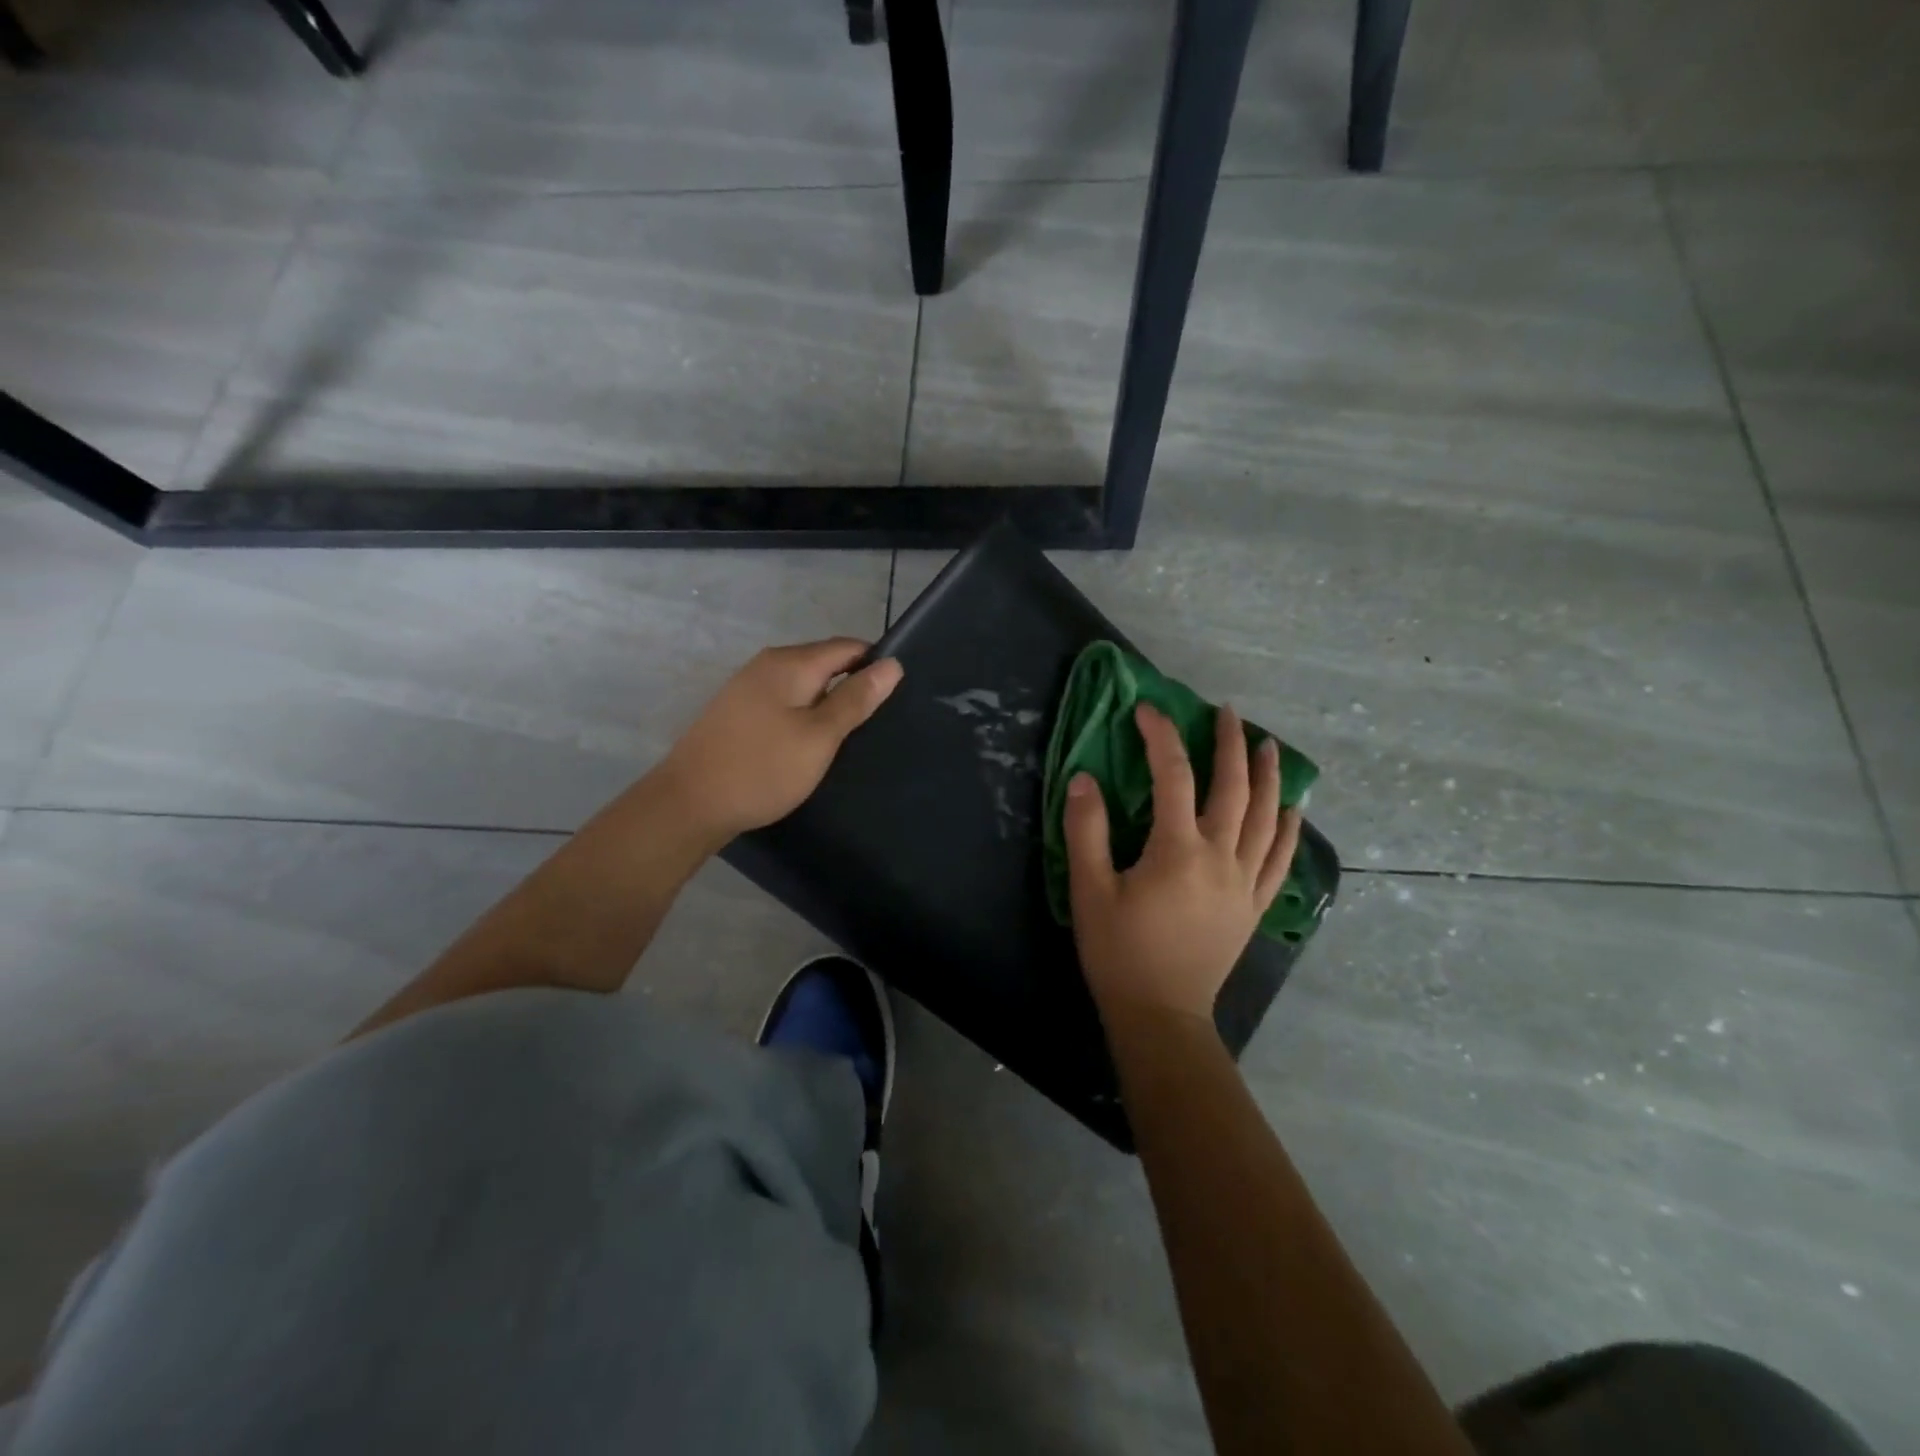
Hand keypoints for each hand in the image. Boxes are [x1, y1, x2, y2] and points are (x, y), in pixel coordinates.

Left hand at [660, 638, 903, 840]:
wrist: (690, 804)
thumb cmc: (763, 768)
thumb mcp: (820, 736)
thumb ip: (856, 699)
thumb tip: (892, 664)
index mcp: (791, 663)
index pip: (849, 647)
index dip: (876, 666)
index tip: (897, 698)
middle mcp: (768, 664)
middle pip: (825, 663)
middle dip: (853, 687)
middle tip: (876, 725)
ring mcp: (748, 687)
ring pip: (805, 685)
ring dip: (828, 705)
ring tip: (848, 739)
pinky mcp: (738, 711)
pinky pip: (785, 702)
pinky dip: (804, 716)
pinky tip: (810, 745)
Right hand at [1064, 703, 1300, 1024]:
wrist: (1161, 1015)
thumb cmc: (1119, 952)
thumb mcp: (1089, 890)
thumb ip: (1086, 830)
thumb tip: (1084, 778)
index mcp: (1177, 849)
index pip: (1173, 775)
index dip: (1160, 736)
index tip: (1146, 709)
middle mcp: (1220, 857)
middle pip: (1233, 788)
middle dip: (1230, 744)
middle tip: (1227, 712)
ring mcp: (1244, 882)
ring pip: (1267, 818)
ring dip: (1269, 778)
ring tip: (1268, 745)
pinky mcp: (1253, 906)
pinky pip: (1280, 860)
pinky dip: (1289, 830)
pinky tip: (1293, 810)